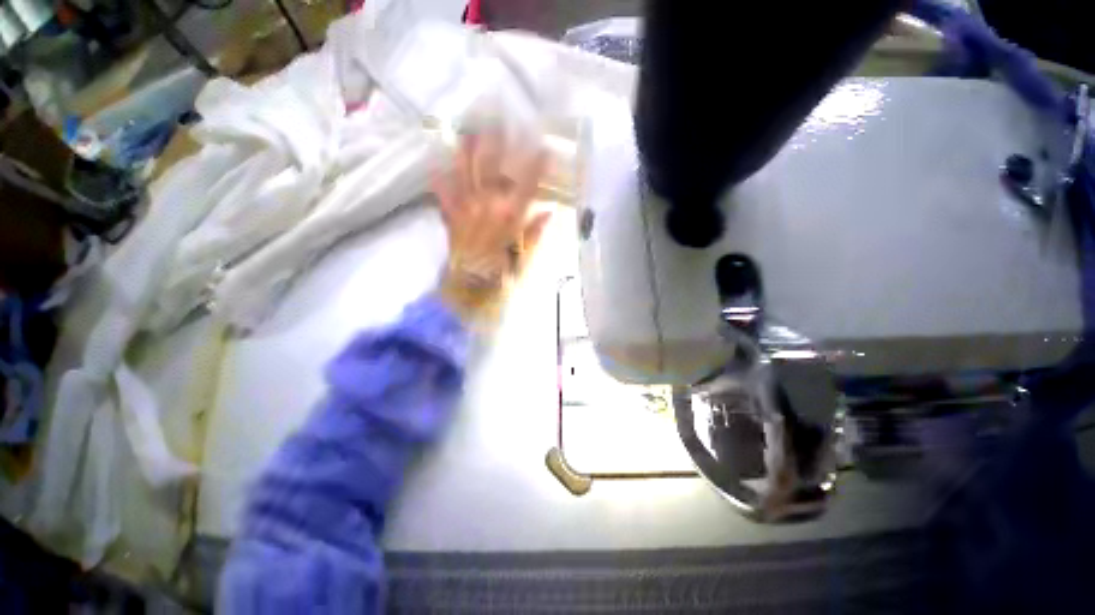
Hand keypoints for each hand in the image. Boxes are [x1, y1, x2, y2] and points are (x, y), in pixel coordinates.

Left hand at [433, 132, 551, 324]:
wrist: (467, 288)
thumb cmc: (499, 274)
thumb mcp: (523, 257)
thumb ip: (535, 233)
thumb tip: (549, 213)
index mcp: (509, 217)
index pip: (526, 185)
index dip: (535, 165)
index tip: (542, 147)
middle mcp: (486, 206)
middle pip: (491, 169)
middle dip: (496, 144)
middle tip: (499, 122)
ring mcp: (465, 208)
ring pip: (465, 173)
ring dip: (467, 152)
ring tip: (468, 131)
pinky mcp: (450, 216)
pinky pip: (444, 193)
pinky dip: (440, 180)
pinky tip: (437, 165)